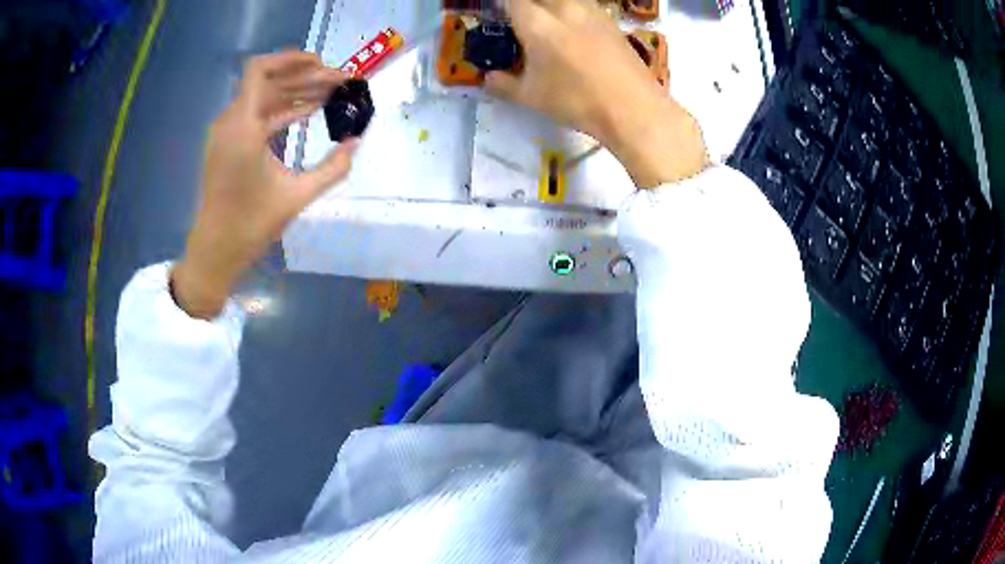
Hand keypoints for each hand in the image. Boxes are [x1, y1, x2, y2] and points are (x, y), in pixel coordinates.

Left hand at [172, 52, 357, 318]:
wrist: (215, 251)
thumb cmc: (250, 225)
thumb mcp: (297, 197)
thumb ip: (332, 169)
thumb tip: (356, 144)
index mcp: (243, 128)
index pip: (260, 71)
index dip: (291, 60)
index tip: (323, 65)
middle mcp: (231, 123)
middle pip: (267, 81)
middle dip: (304, 78)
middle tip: (338, 83)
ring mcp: (226, 134)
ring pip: (262, 97)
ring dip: (294, 93)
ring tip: (328, 96)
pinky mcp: (227, 145)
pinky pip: (256, 115)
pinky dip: (280, 110)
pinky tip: (306, 113)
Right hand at [487, 0, 708, 187]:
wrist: (632, 108)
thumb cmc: (576, 101)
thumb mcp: (532, 97)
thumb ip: (504, 84)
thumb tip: (488, 79)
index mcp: (537, 23)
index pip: (513, 0)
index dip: (504, 5)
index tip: (500, 13)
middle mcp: (563, 8)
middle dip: (527, 5)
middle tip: (523, 20)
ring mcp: (591, 11)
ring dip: (551, 4)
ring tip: (548, 19)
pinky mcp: (611, 20)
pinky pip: (585, 5)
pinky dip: (573, 10)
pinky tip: (575, 26)